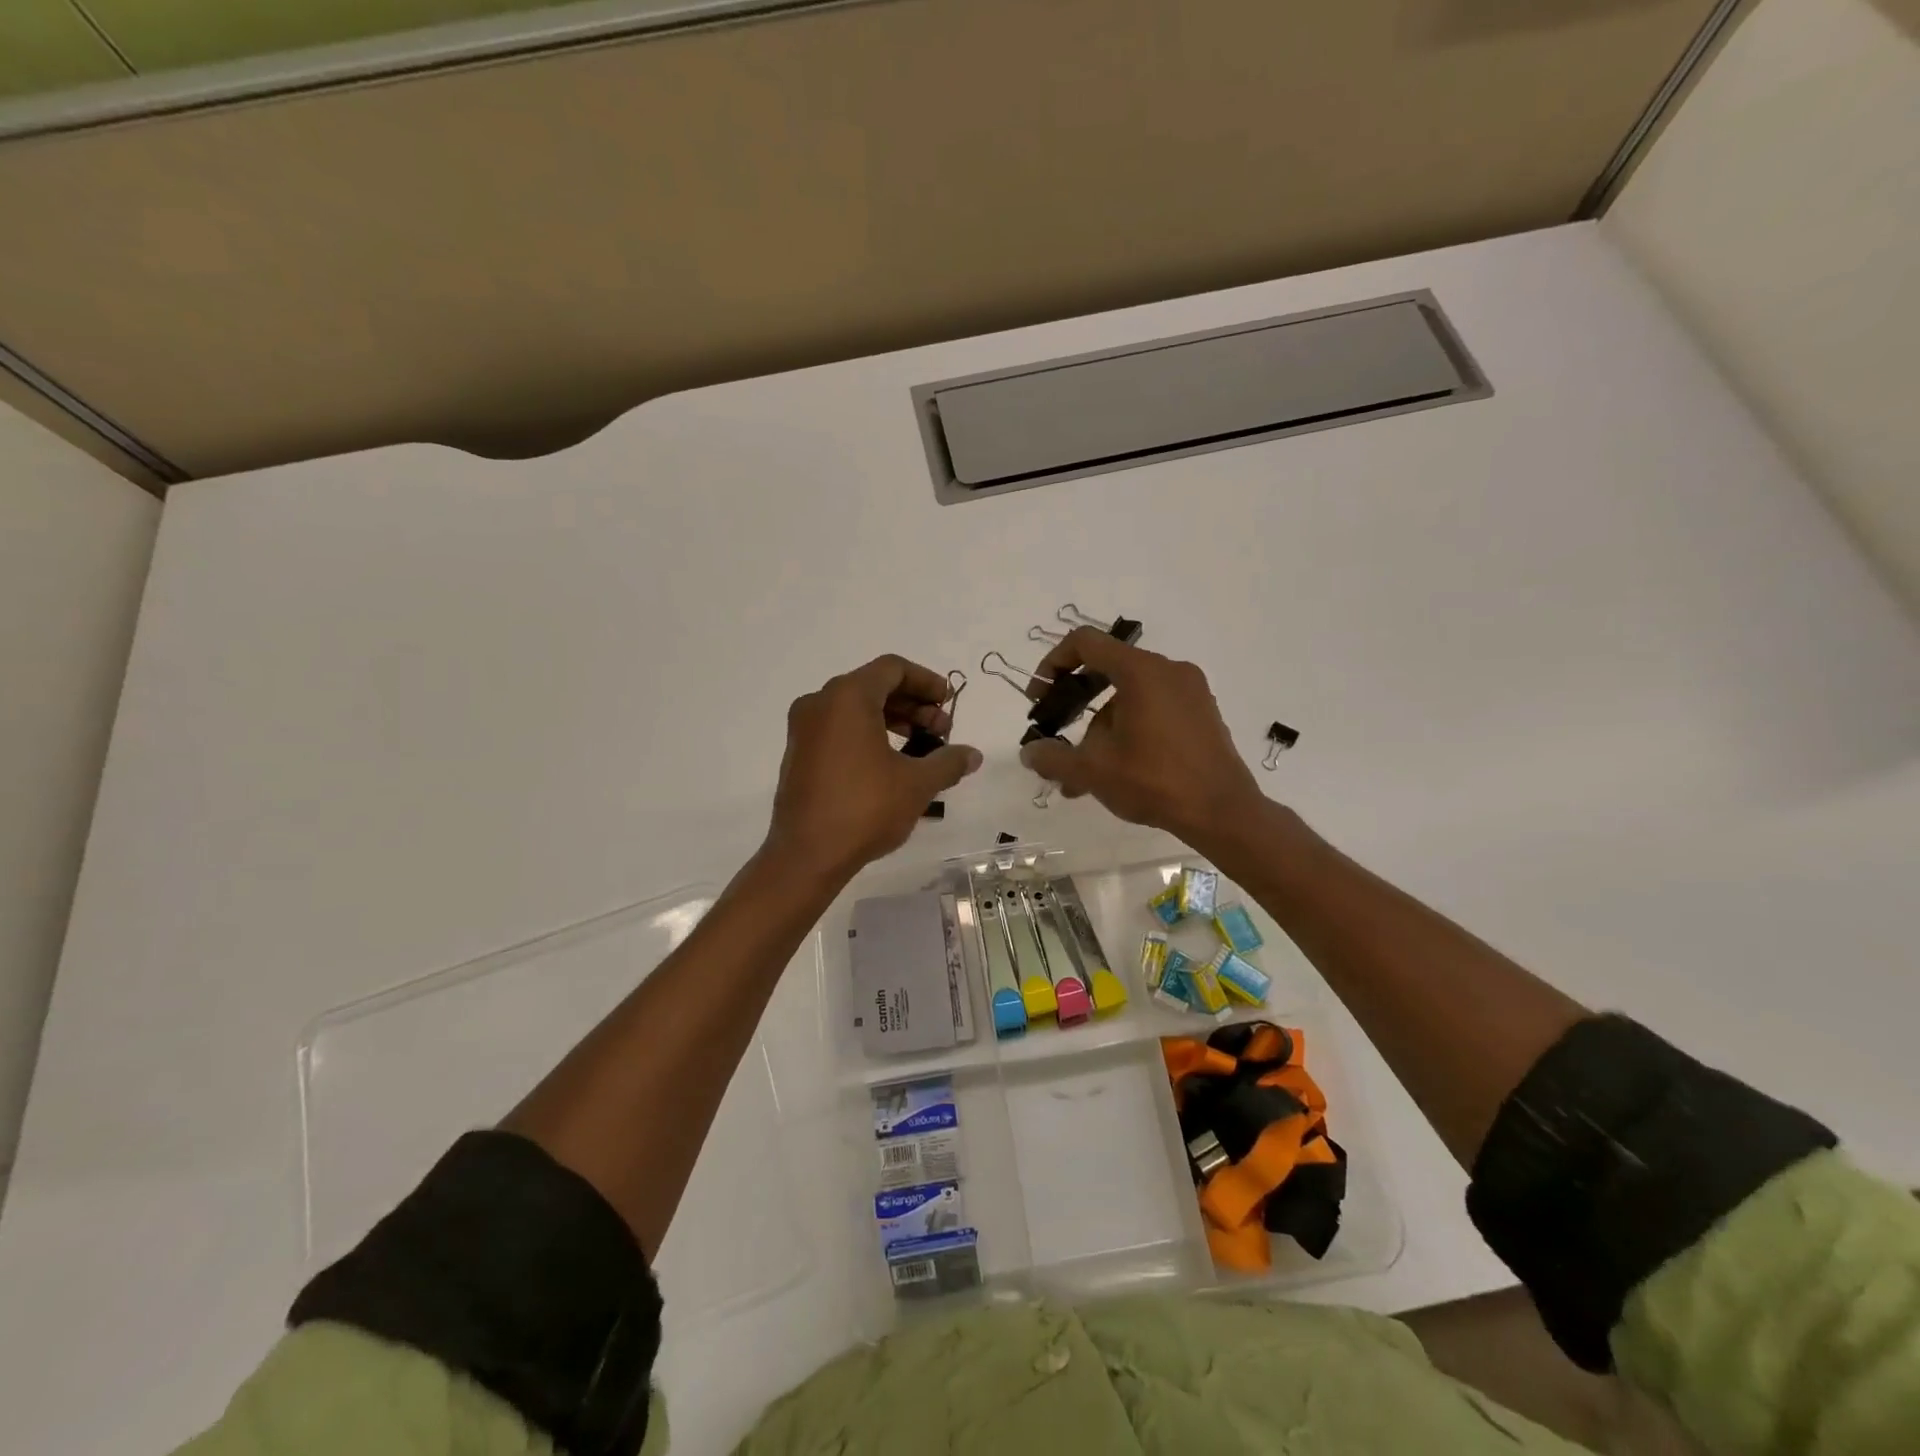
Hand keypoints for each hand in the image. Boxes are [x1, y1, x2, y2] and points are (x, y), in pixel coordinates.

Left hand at [767, 655, 981, 879]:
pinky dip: (867, 734)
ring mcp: (804, 729)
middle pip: (874, 686)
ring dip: (893, 720)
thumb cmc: (864, 809)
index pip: (892, 669)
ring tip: (921, 749)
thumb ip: (948, 761)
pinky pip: (838, 728)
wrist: (807, 855)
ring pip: (855, 708)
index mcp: (847, 697)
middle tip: (942, 731)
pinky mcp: (798, 754)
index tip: (949, 703)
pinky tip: (891, 763)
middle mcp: (820, 703)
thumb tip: (973, 755)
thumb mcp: (917, 784)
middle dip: (913, 705)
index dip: (926, 682)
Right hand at [1019, 628, 1263, 850]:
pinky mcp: (1202, 713)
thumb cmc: (1154, 781)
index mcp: (1141, 671)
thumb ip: (1053, 757)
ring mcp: (1190, 691)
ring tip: (1083, 773)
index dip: (1053, 663)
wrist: (1222, 812)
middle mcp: (1168, 670)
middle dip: (1075, 700)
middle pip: (1108, 668)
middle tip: (1057, 728)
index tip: (1039, 697)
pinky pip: (1153, 708)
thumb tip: (1029, 753)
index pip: (1085, 642)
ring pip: (1129, 695)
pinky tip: (1115, 772)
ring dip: (1099, 726)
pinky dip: (1128, 729)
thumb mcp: (1093, 771)